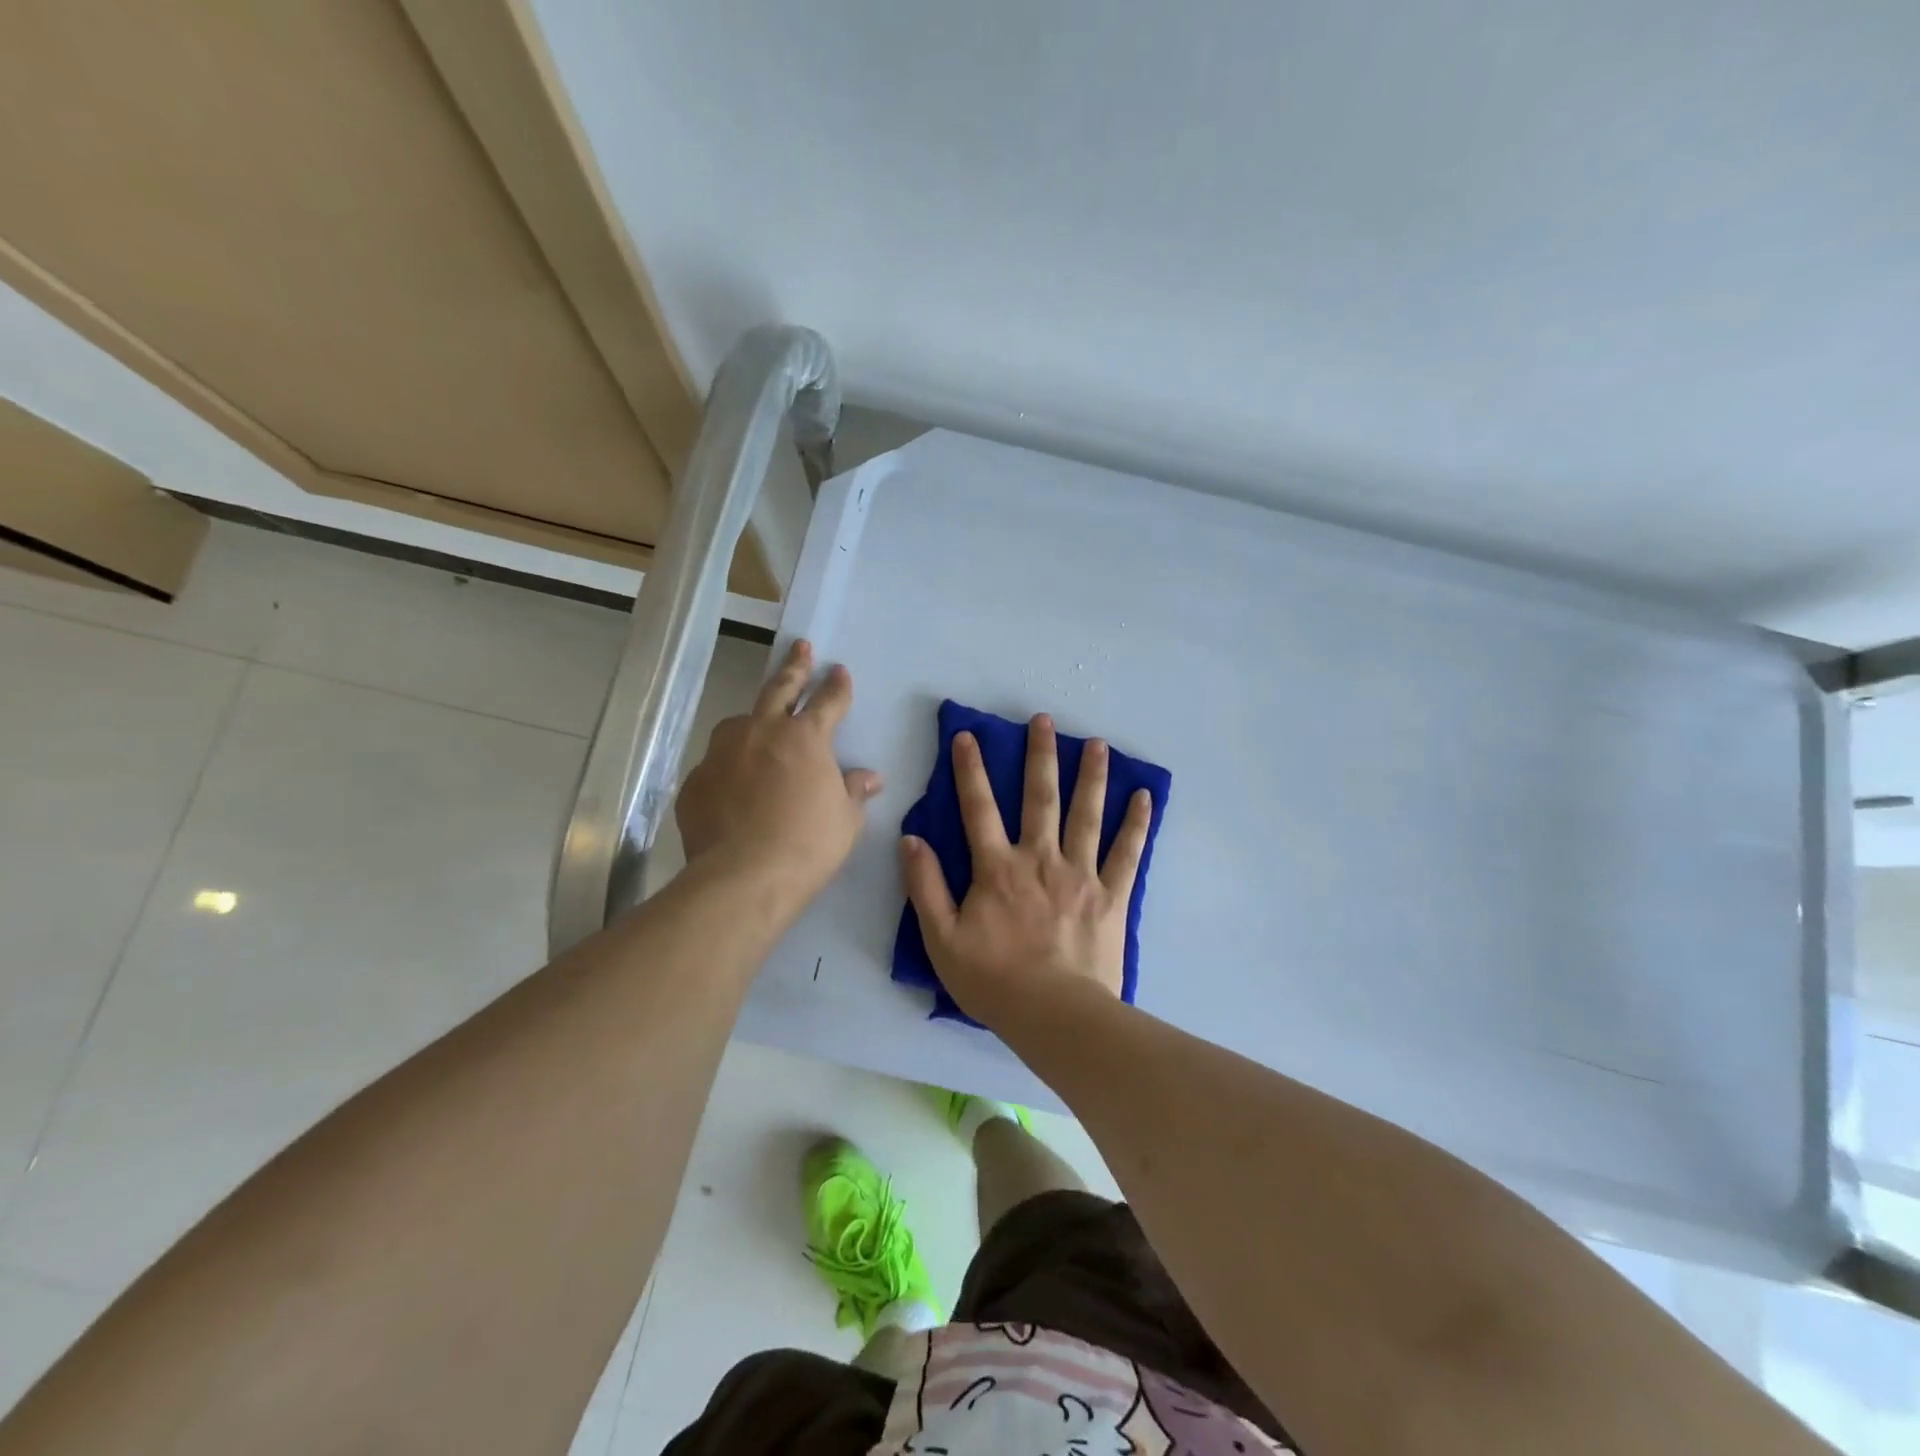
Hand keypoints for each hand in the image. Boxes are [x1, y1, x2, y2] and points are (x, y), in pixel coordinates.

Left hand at [676, 640, 881, 906]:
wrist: (743, 878)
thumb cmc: (808, 845)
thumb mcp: (845, 819)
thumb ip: (854, 791)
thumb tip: (869, 778)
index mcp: (805, 738)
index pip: (828, 701)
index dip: (836, 686)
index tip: (839, 670)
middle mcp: (761, 733)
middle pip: (779, 689)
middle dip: (794, 666)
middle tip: (800, 647)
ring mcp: (722, 754)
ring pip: (738, 723)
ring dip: (753, 719)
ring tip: (758, 726)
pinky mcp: (696, 781)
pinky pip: (717, 765)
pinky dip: (729, 768)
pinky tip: (733, 788)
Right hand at [899, 714, 1151, 1027]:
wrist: (1055, 1016)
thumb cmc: (994, 980)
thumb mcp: (942, 939)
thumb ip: (925, 886)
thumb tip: (910, 839)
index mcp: (998, 869)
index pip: (978, 808)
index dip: (970, 770)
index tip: (968, 735)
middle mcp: (1040, 859)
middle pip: (1040, 798)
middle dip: (1040, 756)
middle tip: (1045, 720)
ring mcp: (1081, 875)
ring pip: (1087, 815)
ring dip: (1091, 776)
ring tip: (1097, 743)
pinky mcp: (1112, 896)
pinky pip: (1128, 853)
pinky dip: (1136, 824)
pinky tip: (1143, 796)